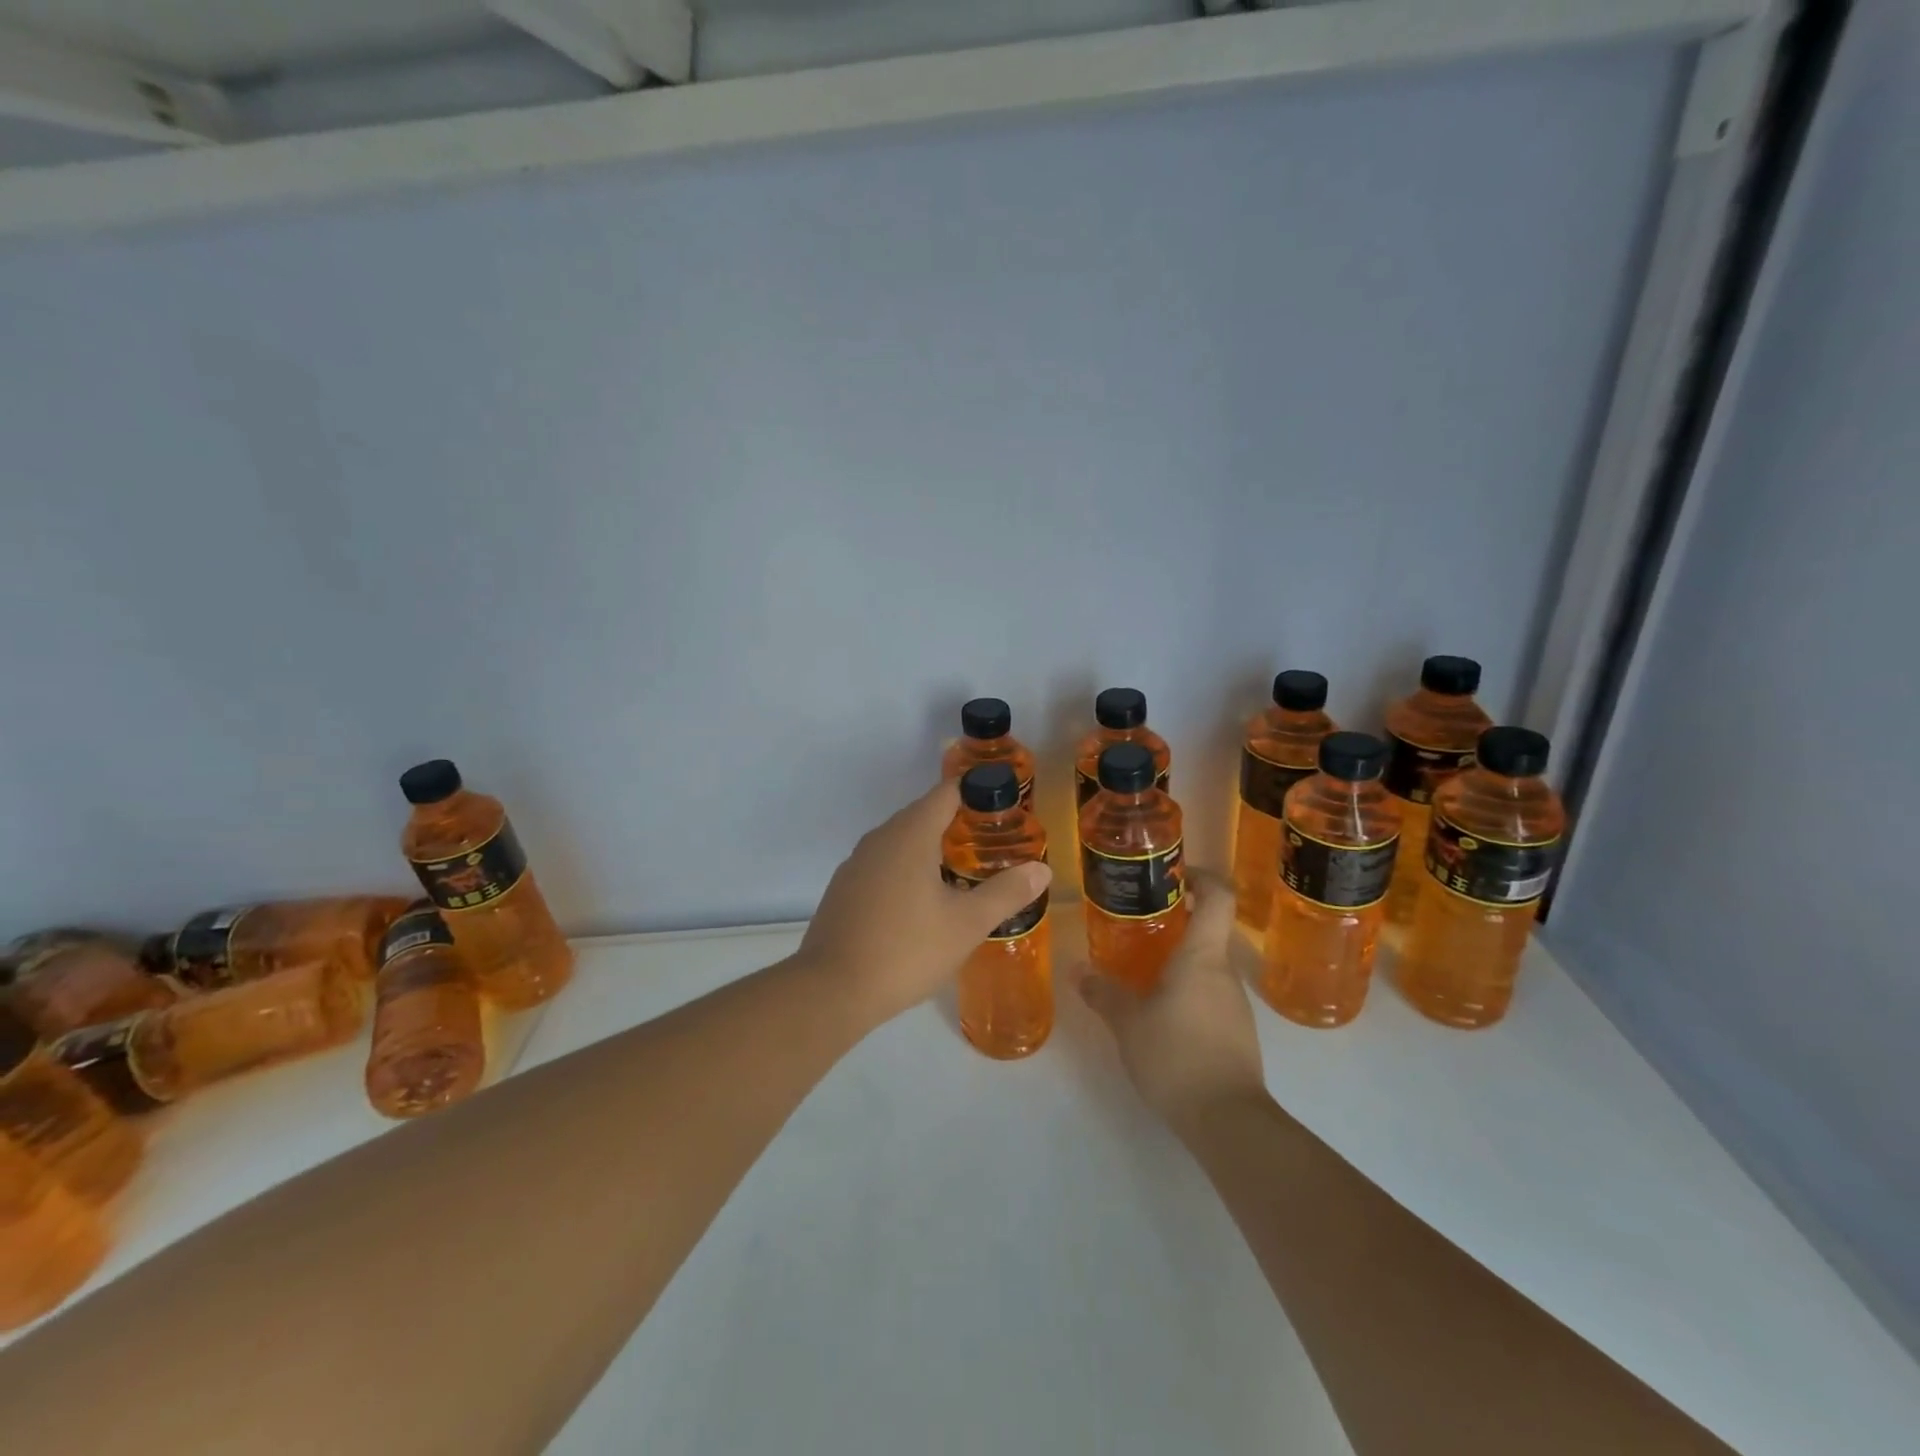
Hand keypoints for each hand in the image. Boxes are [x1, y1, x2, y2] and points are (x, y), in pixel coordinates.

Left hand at [798, 781, 1052, 1029]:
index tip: (1004, 805)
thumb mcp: (966, 924)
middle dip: (959, 822)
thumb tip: (1042, 869)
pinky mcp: (844, 888)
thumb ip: (1006, 893)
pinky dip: (908, 869)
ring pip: (902, 841)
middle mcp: (880, 838)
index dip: (977, 792)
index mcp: (910, 834)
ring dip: (932, 848)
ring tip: (964, 872)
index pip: (947, 792)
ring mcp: (857, 863)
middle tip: (993, 843)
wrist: (831, 990)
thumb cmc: (905, 950)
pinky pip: (884, 864)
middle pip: (924, 814)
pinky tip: (922, 901)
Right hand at [1078, 873, 1267, 1129]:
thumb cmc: (1176, 1055)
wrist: (1228, 1121)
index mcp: (1202, 956)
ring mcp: (1234, 1004)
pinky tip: (1159, 1012)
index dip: (1202, 876)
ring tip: (1140, 969)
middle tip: (1138, 923)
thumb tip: (1077, 969)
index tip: (1175, 873)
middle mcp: (1225, 971)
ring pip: (1207, 966)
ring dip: (1178, 960)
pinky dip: (1186, 991)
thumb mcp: (1128, 1023)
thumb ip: (1103, 992)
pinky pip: (1209, 995)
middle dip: (1176, 922)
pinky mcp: (1236, 1032)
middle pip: (1209, 930)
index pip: (1219, 897)